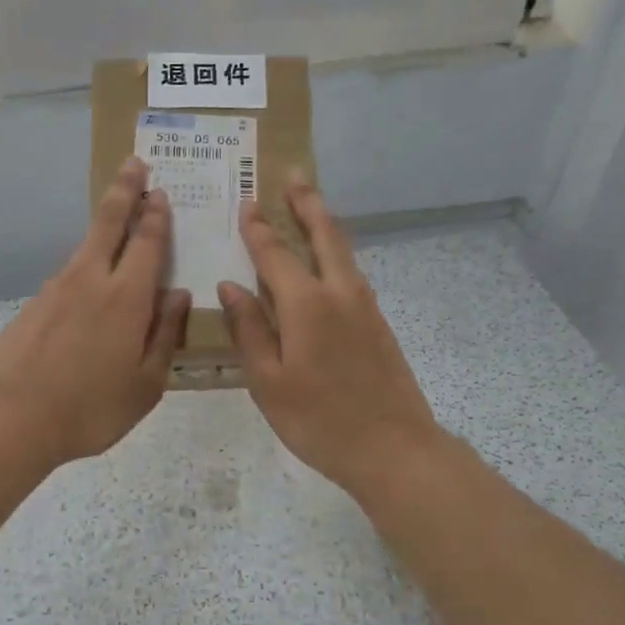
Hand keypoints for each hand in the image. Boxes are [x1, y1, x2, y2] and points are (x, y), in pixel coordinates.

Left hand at [0, 157, 190, 467]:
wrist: (11, 416)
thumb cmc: (90, 407)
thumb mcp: (145, 383)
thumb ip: (165, 334)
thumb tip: (178, 294)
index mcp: (126, 297)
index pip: (147, 242)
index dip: (156, 215)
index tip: (160, 191)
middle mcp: (91, 279)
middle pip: (109, 222)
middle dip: (125, 190)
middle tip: (134, 163)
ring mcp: (57, 288)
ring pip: (86, 245)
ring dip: (104, 223)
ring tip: (117, 215)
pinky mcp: (35, 303)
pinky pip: (69, 273)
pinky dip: (85, 262)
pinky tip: (88, 280)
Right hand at [217, 179, 442, 501]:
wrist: (394, 449)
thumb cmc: (319, 420)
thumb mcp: (268, 381)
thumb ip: (248, 330)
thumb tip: (229, 287)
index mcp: (306, 304)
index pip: (274, 253)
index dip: (258, 228)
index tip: (246, 202)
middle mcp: (340, 293)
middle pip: (323, 234)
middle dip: (306, 203)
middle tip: (293, 175)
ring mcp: (365, 307)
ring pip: (343, 251)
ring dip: (324, 223)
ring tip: (309, 205)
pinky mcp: (378, 324)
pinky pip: (351, 273)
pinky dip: (336, 253)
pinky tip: (327, 263)